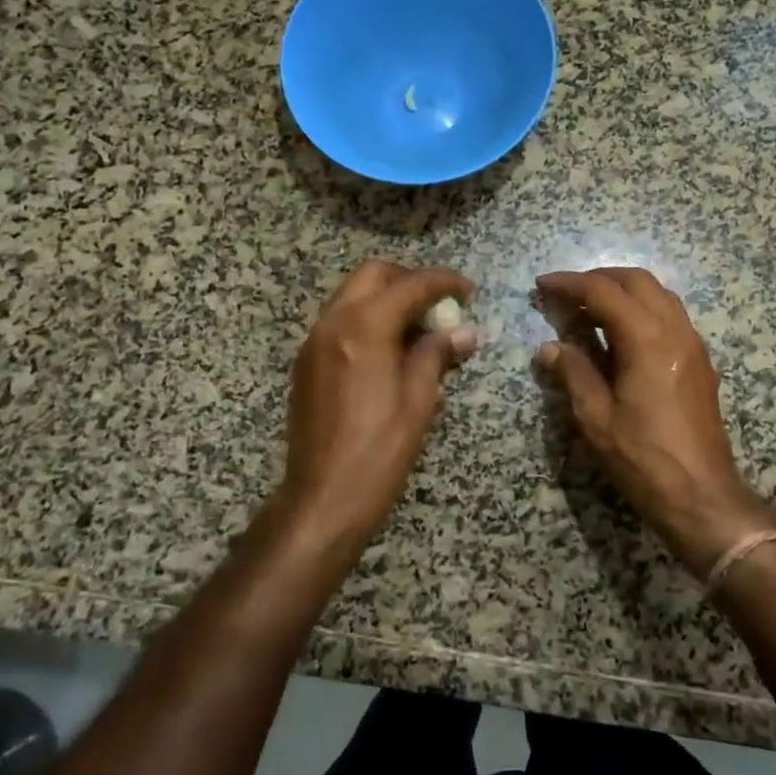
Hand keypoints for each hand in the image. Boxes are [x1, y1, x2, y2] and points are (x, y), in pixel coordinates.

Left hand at [280, 261, 477, 545]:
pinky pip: (340, 320)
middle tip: (439, 303)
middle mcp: (333, 322)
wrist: (322, 499)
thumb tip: (463, 332)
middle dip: (409, 280)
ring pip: (352, 295)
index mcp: (364, 326)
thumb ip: (437, 354)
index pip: (410, 285)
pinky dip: (367, 318)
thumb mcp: (419, 401)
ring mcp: (314, 341)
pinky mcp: (307, 362)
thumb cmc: (379, 451)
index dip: (444, 282)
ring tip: (419, 327)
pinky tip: (390, 349)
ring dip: (387, 298)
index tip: (469, 291)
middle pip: (373, 275)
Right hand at [534, 268, 775, 576]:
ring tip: (589, 308)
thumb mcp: (596, 418)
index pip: (603, 292)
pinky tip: (620, 332)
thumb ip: (573, 372)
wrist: (703, 496)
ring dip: (622, 290)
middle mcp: (675, 330)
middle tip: (566, 293)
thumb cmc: (644, 458)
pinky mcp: (699, 361)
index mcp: (648, 339)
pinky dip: (641, 308)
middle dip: (598, 278)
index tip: (542, 284)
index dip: (570, 284)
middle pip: (636, 281)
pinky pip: (670, 314)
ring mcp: (693, 343)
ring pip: (658, 294)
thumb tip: (550, 347)